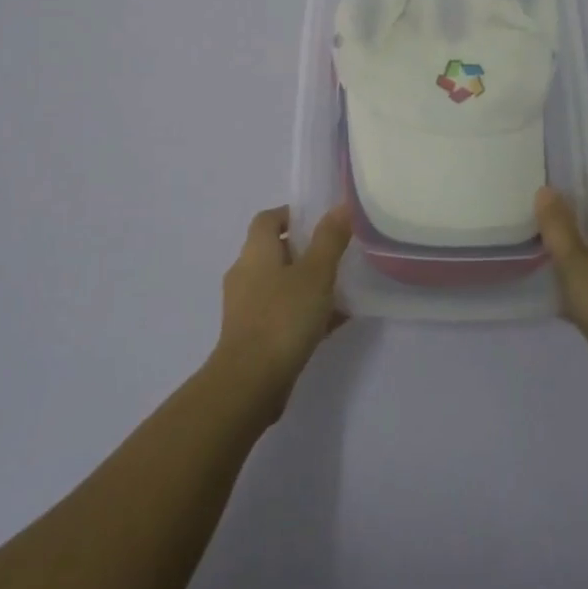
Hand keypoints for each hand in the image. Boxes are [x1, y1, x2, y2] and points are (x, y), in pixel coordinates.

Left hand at [211, 203, 353, 420]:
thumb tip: (341, 206)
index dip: (291, 214)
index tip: (319, 220)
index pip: (267, 219)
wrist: (251, 382)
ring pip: (279, 284)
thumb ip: (330, 239)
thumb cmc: (283, 317)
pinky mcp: (252, 336)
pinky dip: (304, 311)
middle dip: (304, 250)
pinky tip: (334, 321)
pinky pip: (282, 313)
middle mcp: (245, 274)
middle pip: (274, 251)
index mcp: (255, 252)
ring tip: (340, 287)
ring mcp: (246, 307)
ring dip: (305, 283)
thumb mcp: (315, 273)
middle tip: (336, 253)